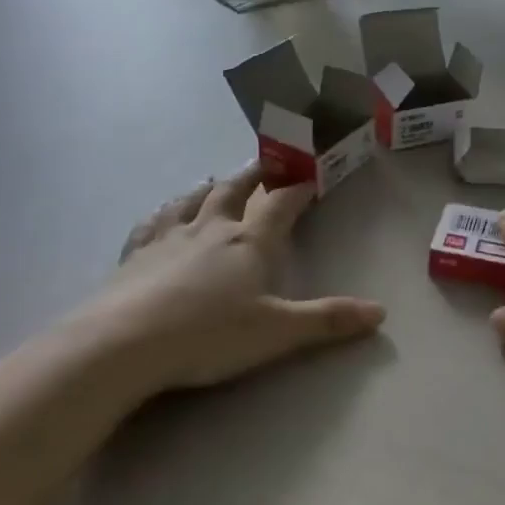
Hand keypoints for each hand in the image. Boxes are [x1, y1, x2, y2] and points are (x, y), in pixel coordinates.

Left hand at [79, 163, 384, 395]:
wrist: (124, 344)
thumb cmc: (208, 335)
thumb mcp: (277, 332)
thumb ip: (327, 320)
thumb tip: (380, 312)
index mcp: (250, 242)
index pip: (282, 203)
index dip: (300, 186)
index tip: (313, 171)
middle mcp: (212, 229)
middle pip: (236, 189)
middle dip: (255, 173)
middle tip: (267, 161)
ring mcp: (170, 238)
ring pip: (194, 199)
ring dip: (210, 186)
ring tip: (216, 179)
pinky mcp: (135, 254)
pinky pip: (153, 222)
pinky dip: (164, 212)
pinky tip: (162, 212)